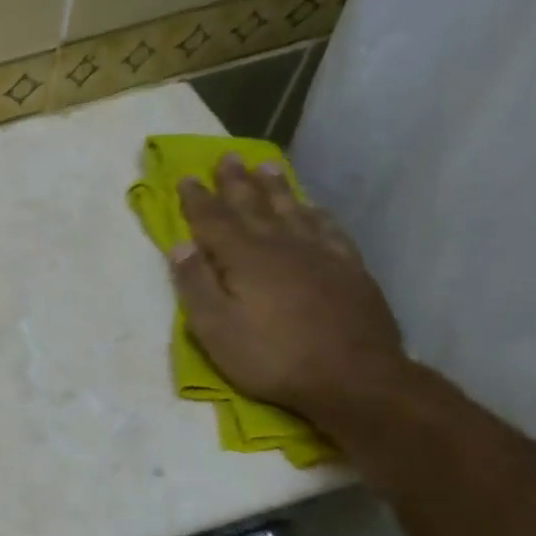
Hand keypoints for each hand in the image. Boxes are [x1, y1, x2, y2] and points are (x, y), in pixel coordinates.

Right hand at [170, 154, 405, 416]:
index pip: (214, 220)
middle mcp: (282, 246)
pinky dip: (317, 214)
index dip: (197, 199)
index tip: (186, 177)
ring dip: (277, 189)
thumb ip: (195, 284)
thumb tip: (180, 245)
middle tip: (227, 157)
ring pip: (293, 211)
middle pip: (254, 206)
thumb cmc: (272, 357)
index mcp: (245, 258)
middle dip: (236, 182)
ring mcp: (321, 255)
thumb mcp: (215, 329)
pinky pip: (330, 230)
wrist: (355, 379)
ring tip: (267, 167)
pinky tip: (314, 209)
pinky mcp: (350, 270)